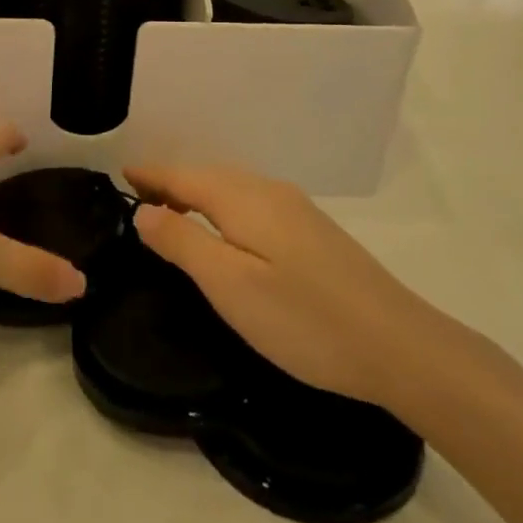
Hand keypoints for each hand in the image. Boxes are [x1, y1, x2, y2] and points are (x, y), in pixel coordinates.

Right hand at [124, 164, 439, 408]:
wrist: (400, 346)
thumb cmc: (304, 319)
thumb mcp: (230, 285)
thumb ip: (183, 242)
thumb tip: (143, 210)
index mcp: (244, 199)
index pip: (184, 176)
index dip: (151, 175)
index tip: (122, 176)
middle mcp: (270, 192)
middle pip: (209, 176)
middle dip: (173, 182)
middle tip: (139, 197)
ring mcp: (297, 210)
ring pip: (233, 189)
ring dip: (199, 194)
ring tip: (173, 212)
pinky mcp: (314, 233)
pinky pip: (253, 204)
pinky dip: (225, 207)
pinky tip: (227, 232)